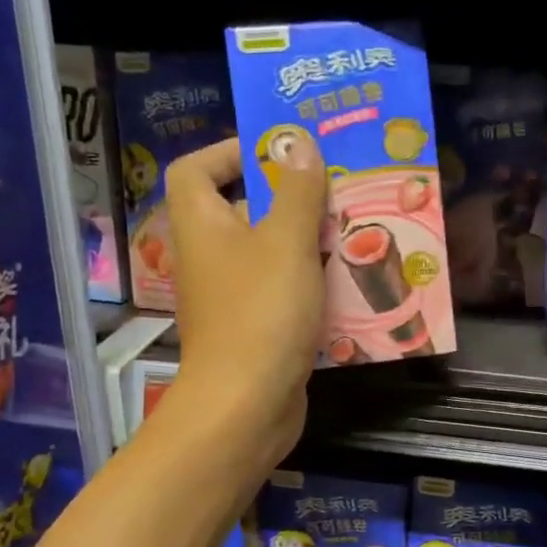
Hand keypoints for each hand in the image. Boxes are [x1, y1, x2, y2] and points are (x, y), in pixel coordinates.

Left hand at [163, 135, 327, 468]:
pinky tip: (348, 281)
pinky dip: (309, 281)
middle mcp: (208, 256)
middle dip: (286, 196)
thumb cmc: (261, 311)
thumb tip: (298, 141)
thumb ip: (296, 190)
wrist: (246, 404)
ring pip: (268, 251)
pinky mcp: (254, 327)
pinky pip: (282, 289)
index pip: (195, 169)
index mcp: (201, 224)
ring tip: (352, 229)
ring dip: (306, 240)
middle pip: (240, 209)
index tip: (280, 152)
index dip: (230, 152)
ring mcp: (230, 295)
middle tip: (333, 188)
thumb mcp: (286, 242)